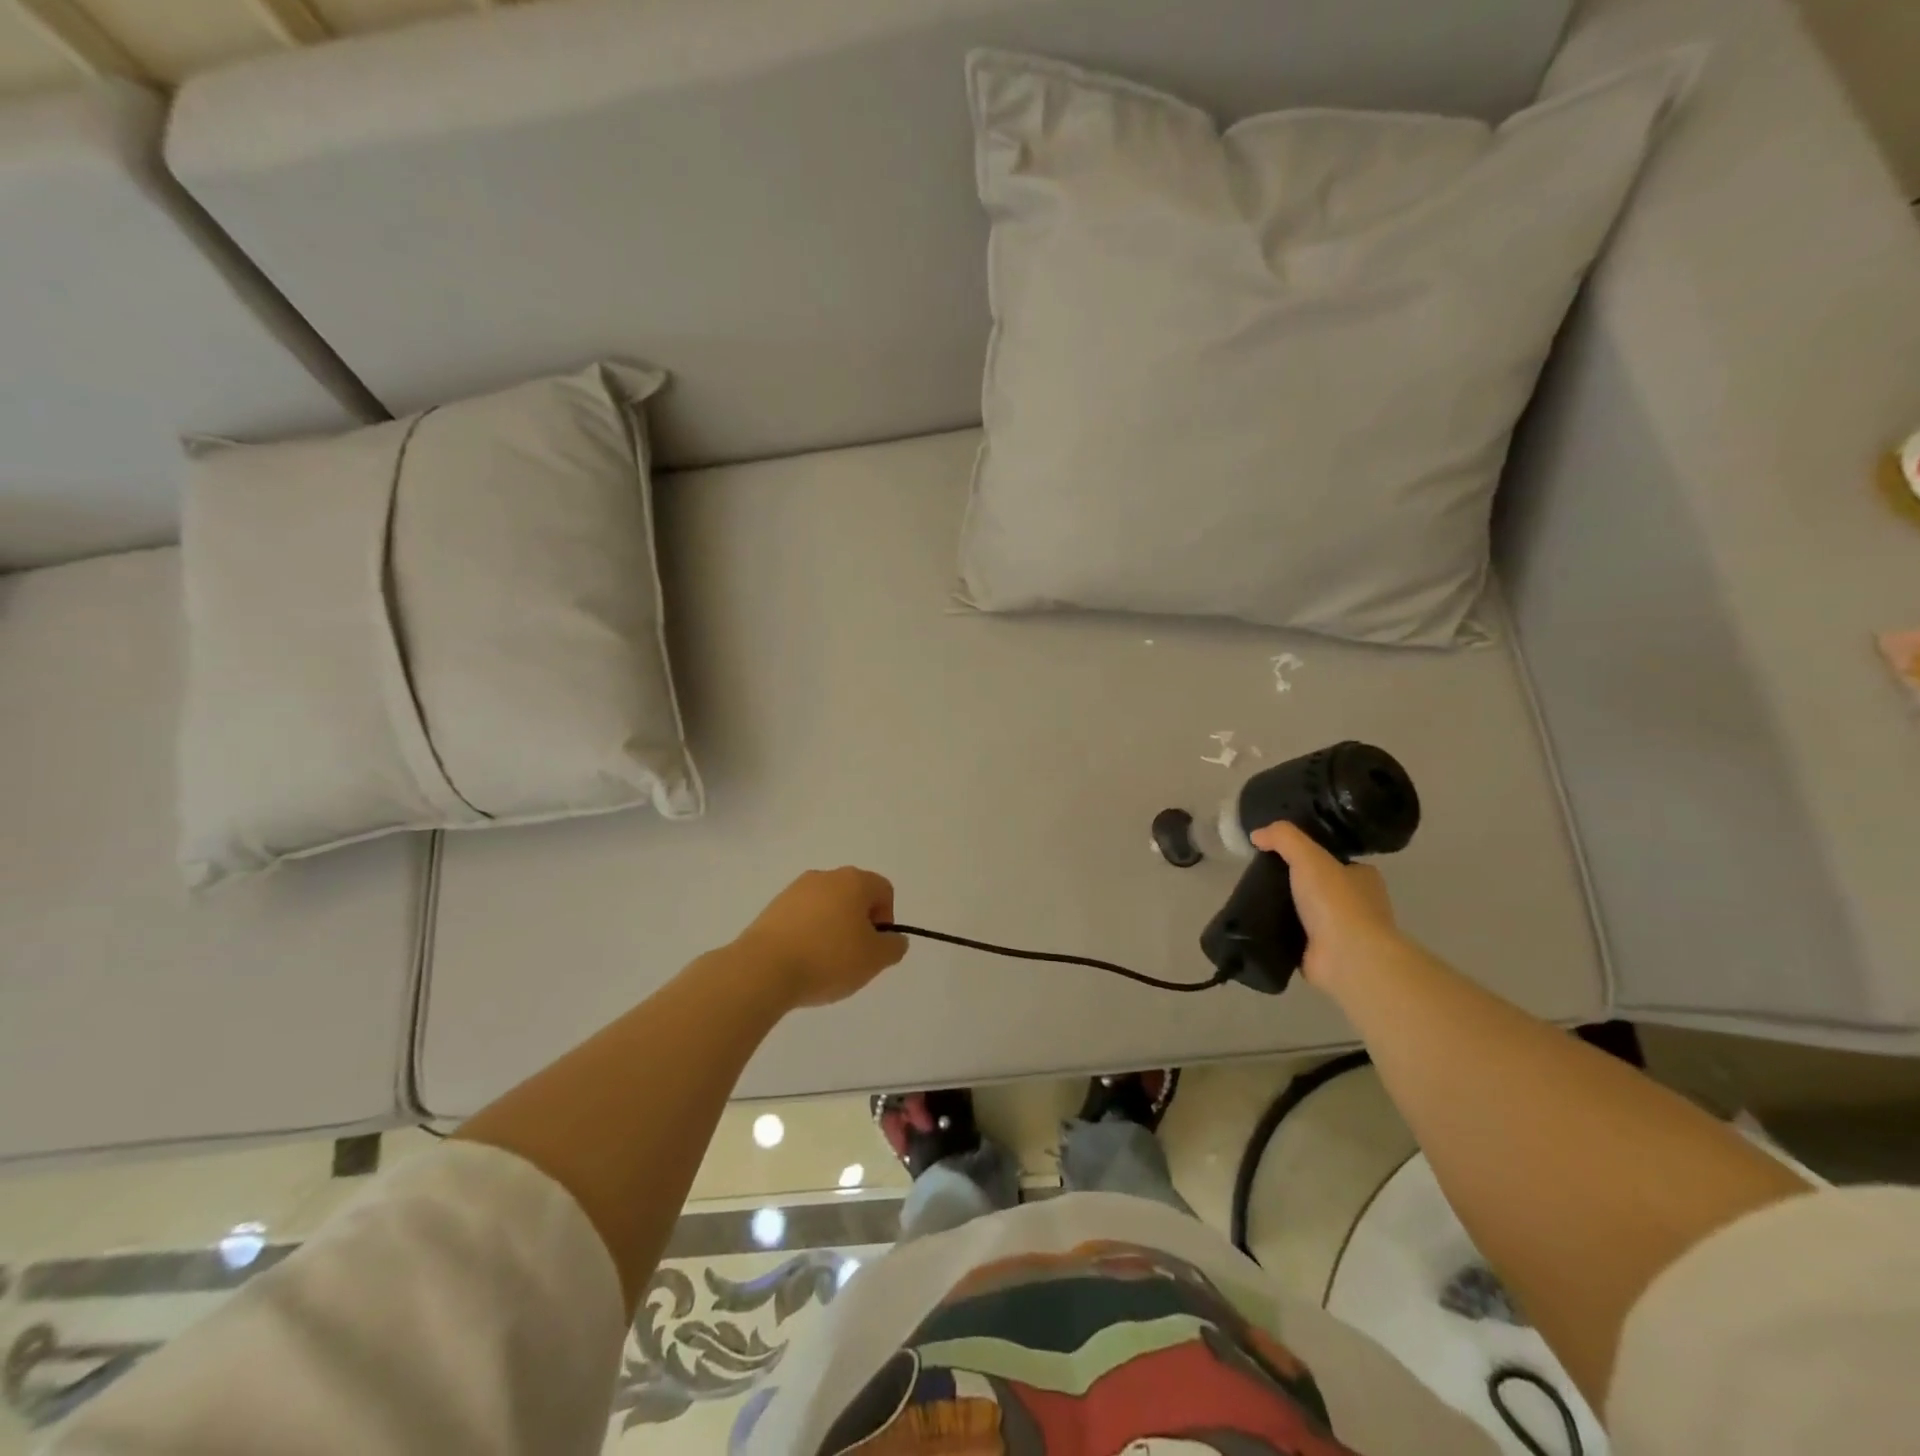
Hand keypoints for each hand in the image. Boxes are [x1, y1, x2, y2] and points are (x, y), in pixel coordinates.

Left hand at [735, 868, 908, 1008]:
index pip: (884, 890)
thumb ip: (893, 946)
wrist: (762, 969)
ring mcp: (795, 890)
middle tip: (853, 956)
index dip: (886, 918)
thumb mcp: (875, 959)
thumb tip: (894, 939)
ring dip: (832, 928)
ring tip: (825, 962)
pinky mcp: (772, 908)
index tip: (874, 946)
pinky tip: (801, 961)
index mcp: (854, 881)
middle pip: (854, 895)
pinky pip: (802, 917)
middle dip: (859, 923)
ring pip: (826, 906)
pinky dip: (808, 934)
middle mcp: (825, 876)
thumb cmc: (828, 959)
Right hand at [1249, 822, 1398, 990]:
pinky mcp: (1324, 954)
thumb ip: (1283, 838)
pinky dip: (1280, 931)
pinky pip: (1296, 936)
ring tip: (1253, 898)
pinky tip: (1257, 924)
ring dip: (1285, 908)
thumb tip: (1257, 835)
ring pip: (1307, 912)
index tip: (1280, 854)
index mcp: (1364, 878)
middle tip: (1260, 876)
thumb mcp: (1308, 856)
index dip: (1310, 856)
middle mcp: (1359, 904)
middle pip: (1319, 886)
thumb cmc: (1336, 902)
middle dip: (1294, 883)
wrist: (1347, 958)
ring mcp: (1342, 932)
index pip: (1336, 860)